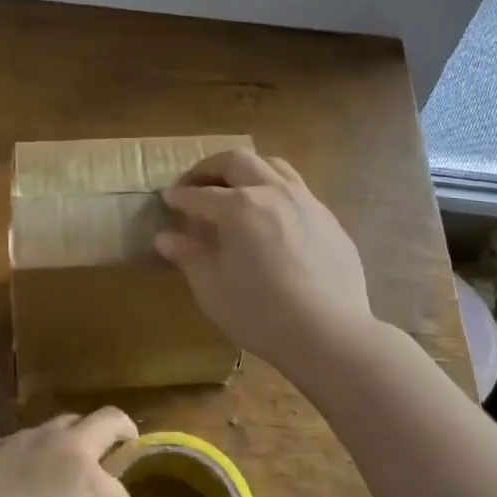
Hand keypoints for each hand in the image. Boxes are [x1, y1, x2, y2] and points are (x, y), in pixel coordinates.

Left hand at [0, 408, 136, 496]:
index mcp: (90, 483)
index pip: (121, 496)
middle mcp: (67, 449)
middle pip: (110, 421)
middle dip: (124, 433)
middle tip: (124, 448)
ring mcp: (33, 437)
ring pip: (68, 422)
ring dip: (78, 439)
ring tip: (68, 466)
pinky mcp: (2, 439)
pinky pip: (32, 437)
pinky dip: (39, 451)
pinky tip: (24, 476)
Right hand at [156, 149, 373, 361]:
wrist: (331, 335)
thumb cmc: (261, 313)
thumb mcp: (213, 289)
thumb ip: (189, 256)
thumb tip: (166, 238)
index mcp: (239, 206)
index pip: (199, 195)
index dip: (179, 196)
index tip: (167, 198)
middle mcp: (272, 192)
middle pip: (237, 161)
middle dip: (210, 168)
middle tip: (195, 184)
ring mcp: (306, 201)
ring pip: (273, 166)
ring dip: (247, 170)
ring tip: (236, 189)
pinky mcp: (329, 219)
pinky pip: (297, 191)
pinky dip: (275, 192)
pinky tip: (272, 219)